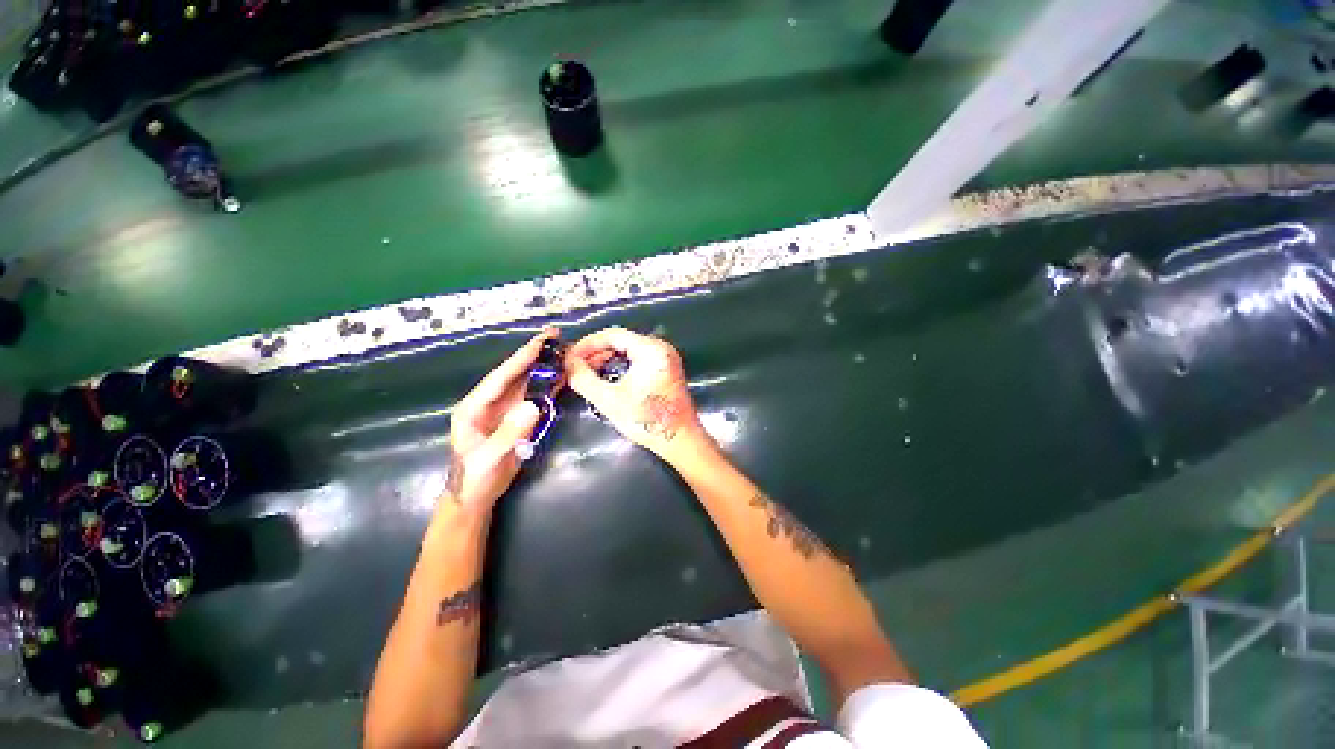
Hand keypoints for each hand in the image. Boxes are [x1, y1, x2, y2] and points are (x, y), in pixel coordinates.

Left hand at [443, 329, 555, 513]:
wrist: (475, 496)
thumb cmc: (475, 479)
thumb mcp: (489, 458)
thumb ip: (509, 433)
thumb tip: (534, 405)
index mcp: (474, 407)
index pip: (501, 377)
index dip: (521, 358)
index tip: (541, 342)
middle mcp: (489, 402)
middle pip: (514, 373)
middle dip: (534, 354)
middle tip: (556, 336)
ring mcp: (504, 409)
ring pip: (526, 382)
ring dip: (544, 366)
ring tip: (563, 351)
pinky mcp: (516, 417)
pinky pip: (534, 396)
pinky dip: (548, 384)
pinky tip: (561, 376)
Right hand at [565, 327, 705, 462]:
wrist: (680, 440)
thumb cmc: (646, 420)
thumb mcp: (610, 400)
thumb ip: (584, 379)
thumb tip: (567, 363)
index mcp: (651, 350)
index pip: (613, 334)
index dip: (588, 344)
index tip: (570, 356)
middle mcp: (661, 348)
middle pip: (622, 341)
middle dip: (596, 353)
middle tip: (576, 367)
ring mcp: (665, 359)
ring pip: (629, 350)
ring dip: (607, 360)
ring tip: (588, 374)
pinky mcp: (666, 370)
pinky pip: (638, 359)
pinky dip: (621, 366)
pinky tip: (607, 378)